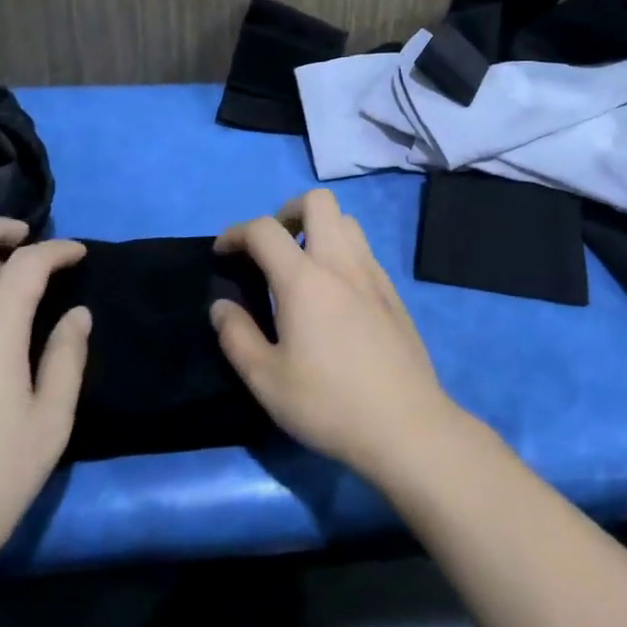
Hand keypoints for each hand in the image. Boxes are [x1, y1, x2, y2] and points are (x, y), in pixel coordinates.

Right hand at [211, 190, 460, 482]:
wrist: (405, 424)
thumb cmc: (328, 403)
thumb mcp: (266, 380)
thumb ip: (237, 336)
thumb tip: (221, 306)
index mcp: (304, 279)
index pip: (264, 229)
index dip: (236, 232)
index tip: (222, 253)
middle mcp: (340, 263)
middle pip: (317, 202)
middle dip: (287, 212)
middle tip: (271, 248)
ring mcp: (372, 274)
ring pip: (346, 221)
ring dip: (319, 228)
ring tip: (302, 266)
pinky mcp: (392, 292)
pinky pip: (363, 250)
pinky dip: (342, 252)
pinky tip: (334, 293)